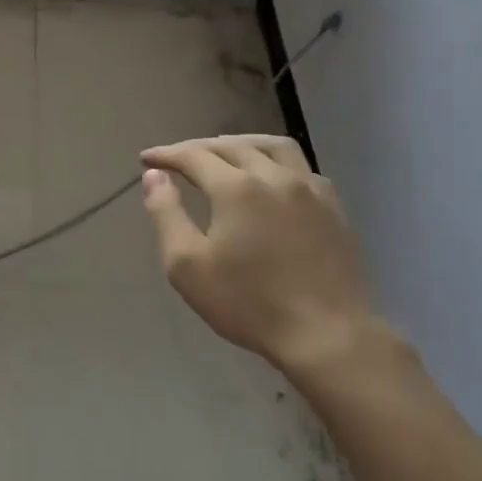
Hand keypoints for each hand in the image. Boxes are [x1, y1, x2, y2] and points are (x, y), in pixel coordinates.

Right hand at [139, 135, 385, 374]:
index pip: (194, 156)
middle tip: (178, 159)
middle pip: (232, 146)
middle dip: (199, 148)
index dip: (167, 154)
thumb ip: (166, 214)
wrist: (329, 336)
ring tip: (225, 153)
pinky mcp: (334, 208)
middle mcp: (275, 176)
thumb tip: (154, 176)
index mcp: (237, 187)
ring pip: (274, 146)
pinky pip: (302, 167)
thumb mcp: (188, 266)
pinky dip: (276, 161)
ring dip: (242, 144)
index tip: (147, 158)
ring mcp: (311, 190)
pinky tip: (272, 178)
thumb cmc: (249, 303)